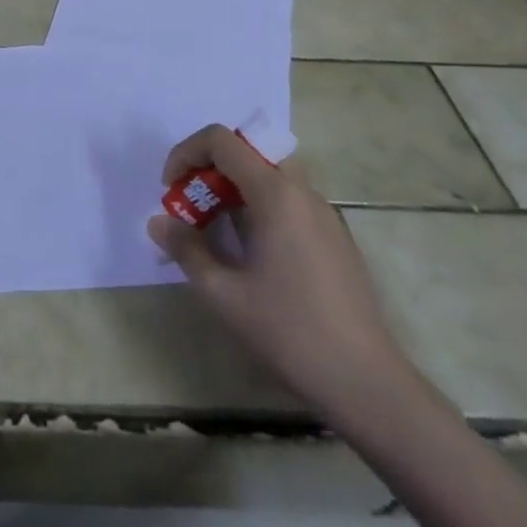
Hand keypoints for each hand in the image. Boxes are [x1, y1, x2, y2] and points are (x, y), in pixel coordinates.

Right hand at [148, 124, 415, 423]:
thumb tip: (159, 223)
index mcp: (276, 194)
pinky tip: (251, 253)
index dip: (186, 153)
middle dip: (211, 167)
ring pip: (271, 175)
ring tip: (215, 229)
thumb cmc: (290, 332)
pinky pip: (289, 201)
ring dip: (235, 187)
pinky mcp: (335, 240)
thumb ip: (186, 249)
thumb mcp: (223, 293)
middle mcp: (303, 193)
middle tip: (193, 203)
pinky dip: (259, 206)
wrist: (368, 386)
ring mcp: (325, 216)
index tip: (171, 190)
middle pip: (248, 151)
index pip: (222, 140)